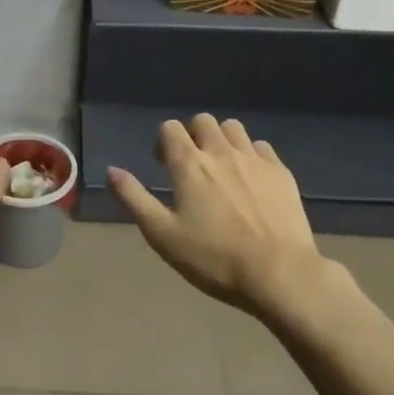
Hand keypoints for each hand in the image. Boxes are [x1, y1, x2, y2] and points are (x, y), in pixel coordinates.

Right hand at [108, 114, 326, 315]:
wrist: (279, 273)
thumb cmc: (213, 258)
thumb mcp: (162, 234)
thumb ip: (134, 198)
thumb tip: (112, 171)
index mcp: (189, 163)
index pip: (170, 128)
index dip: (163, 142)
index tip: (163, 165)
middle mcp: (221, 151)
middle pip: (203, 121)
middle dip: (193, 135)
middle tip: (192, 165)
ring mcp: (255, 159)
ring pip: (234, 128)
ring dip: (222, 140)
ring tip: (221, 168)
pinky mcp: (281, 172)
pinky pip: (262, 147)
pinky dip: (251, 155)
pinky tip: (251, 180)